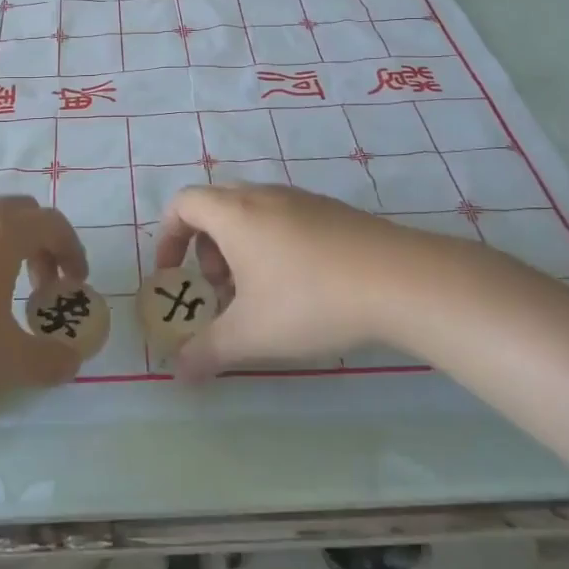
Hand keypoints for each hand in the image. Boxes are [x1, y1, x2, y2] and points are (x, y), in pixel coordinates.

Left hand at [0, 196, 89, 393]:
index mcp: (4, 231)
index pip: (54, 224)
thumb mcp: (2, 361)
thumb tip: (73, 362)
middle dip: (41, 244)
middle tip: (40, 285)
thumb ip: (47, 362)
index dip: (73, 251)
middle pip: (23, 212)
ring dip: (5, 245)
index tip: (75, 283)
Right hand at [153, 185, 473, 379]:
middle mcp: (263, 195)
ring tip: (259, 294)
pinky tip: (301, 287)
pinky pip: (284, 219)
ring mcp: (301, 199)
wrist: (400, 280)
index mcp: (234, 213)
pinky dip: (273, 244)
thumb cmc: (310, 300)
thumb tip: (178, 373)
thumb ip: (208, 351)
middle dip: (205, 248)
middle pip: (215, 206)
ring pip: (252, 213)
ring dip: (240, 248)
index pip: (183, 203)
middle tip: (219, 288)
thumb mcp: (252, 334)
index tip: (173, 273)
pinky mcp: (332, 212)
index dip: (168, 236)